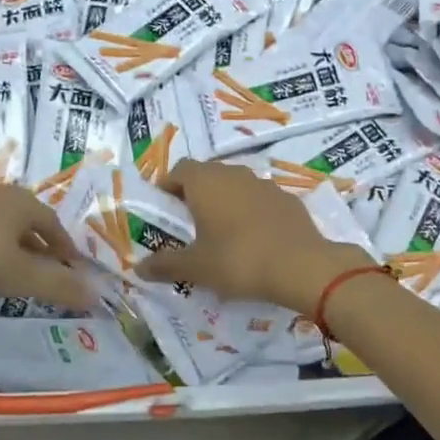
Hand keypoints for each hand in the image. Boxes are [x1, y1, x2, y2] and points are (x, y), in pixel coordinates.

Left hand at [0, 179, 93, 311]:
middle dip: (36, 240)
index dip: (64, 247)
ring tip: (4, 257)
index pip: (55, 227)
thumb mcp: (19, 273)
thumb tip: (96, 295)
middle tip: (40, 261)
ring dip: (5, 237)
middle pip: (27, 219)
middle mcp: (1, 196)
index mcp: (26, 207)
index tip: (70, 263)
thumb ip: (55, 285)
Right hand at [136, 161, 372, 314]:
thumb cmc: (238, 260)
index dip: (169, 185)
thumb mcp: (196, 267)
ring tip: (220, 231)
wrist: (301, 266)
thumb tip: (138, 269)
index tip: (164, 206)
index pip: (180, 170)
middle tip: (189, 222)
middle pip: (208, 174)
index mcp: (206, 182)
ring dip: (225, 201)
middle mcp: (234, 174)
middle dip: (196, 193)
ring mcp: (265, 184)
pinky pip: (260, 200)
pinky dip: (251, 212)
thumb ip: (165, 265)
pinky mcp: (288, 200)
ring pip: (236, 185)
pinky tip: (253, 238)